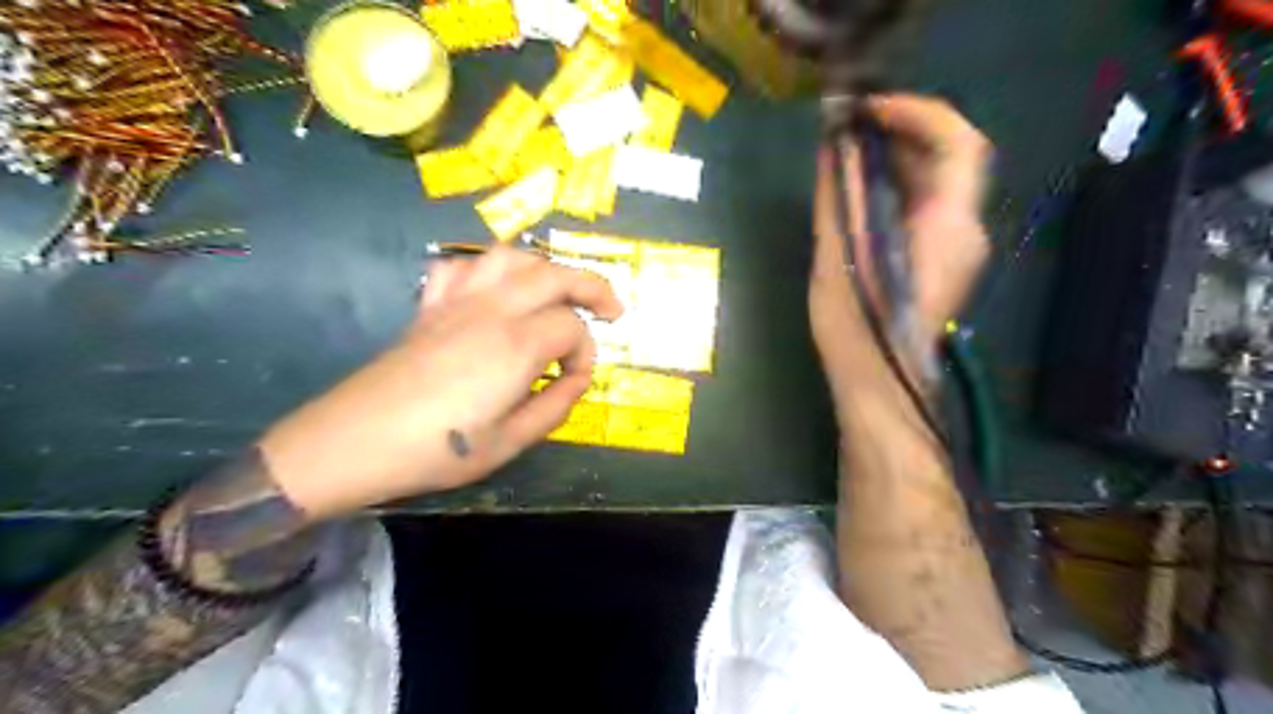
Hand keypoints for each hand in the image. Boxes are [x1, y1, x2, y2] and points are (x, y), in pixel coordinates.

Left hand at [255, 247, 623, 520]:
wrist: (352, 443)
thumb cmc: (436, 450)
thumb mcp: (510, 443)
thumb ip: (555, 406)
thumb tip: (577, 379)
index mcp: (515, 345)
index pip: (571, 329)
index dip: (585, 355)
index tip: (574, 383)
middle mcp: (491, 310)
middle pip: (554, 274)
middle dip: (592, 286)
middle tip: (612, 309)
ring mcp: (456, 302)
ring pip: (510, 257)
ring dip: (545, 268)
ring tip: (558, 291)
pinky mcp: (430, 306)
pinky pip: (462, 266)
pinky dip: (487, 270)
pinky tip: (495, 292)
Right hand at [810, 93, 989, 384]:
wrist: (882, 385)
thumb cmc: (858, 327)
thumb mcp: (838, 259)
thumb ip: (839, 198)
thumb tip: (835, 148)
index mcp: (946, 225)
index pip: (958, 142)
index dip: (917, 113)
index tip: (869, 110)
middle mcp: (965, 229)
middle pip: (951, 158)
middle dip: (905, 132)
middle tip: (854, 128)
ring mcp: (959, 247)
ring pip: (941, 183)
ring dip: (902, 159)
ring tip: (853, 154)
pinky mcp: (944, 261)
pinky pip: (931, 207)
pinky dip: (902, 187)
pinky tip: (865, 192)